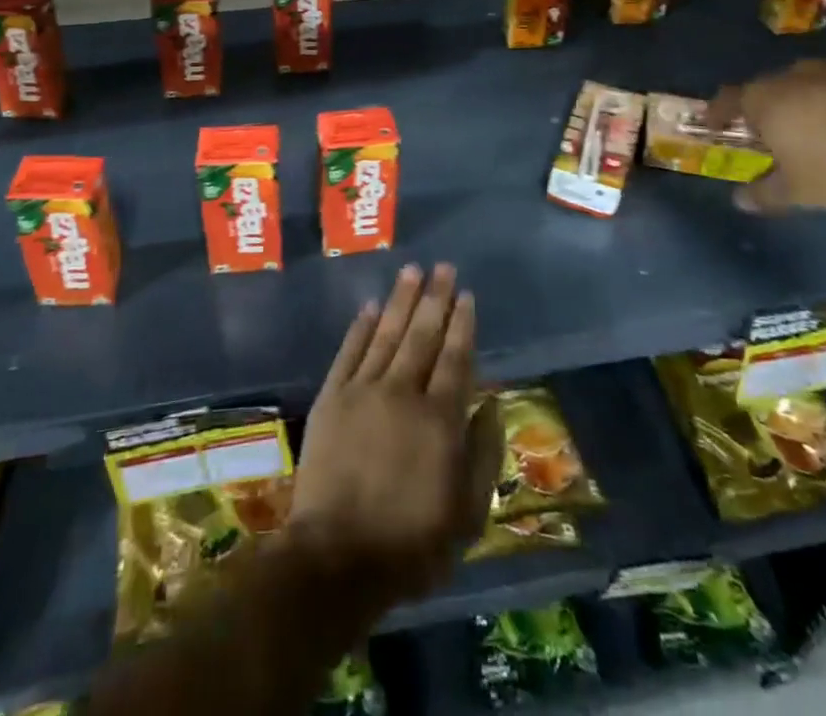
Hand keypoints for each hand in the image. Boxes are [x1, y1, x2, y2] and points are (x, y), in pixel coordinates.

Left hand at [287, 264, 501, 611]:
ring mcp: (363, 390)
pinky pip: (349, 351)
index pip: (455, 358)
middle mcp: (403, 392)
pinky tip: (371, 306)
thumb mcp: (466, 514)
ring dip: (401, 300)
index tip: (466, 295)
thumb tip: (493, 404)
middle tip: (442, 267)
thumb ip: (484, 454)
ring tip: (412, 271)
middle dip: (435, 298)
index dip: (462, 324)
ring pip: (387, 333)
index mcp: (439, 418)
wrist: (337, 557)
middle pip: (422, 335)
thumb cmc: (411, 543)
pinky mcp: (332, 398)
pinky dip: (361, 326)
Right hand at [710, 61, 825, 213]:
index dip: (717, 113)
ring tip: (818, 129)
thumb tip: (740, 200)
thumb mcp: (798, 192)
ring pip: (807, 85)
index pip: (727, 100)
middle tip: (772, 133)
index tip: (714, 125)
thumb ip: (765, 194)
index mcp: (763, 99)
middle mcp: (791, 76)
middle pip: (767, 89)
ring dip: (806, 103)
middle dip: (765, 109)